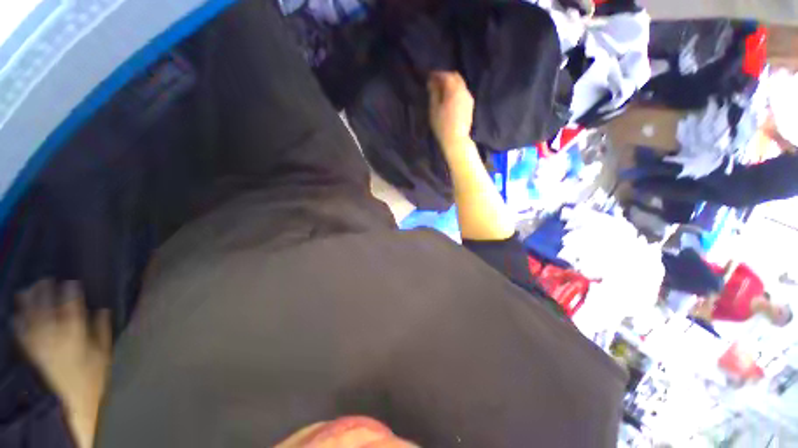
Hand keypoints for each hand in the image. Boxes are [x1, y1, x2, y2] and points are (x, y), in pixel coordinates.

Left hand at [14, 280, 110, 447]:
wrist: (69, 401)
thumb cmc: (92, 376)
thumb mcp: (104, 354)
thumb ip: (102, 331)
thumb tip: (102, 310)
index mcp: (75, 333)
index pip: (71, 306)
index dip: (70, 292)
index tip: (71, 281)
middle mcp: (54, 334)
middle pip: (46, 308)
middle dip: (44, 292)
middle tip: (45, 279)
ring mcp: (39, 343)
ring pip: (30, 317)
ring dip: (28, 302)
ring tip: (28, 289)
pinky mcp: (31, 352)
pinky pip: (21, 333)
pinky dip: (17, 322)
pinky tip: (16, 315)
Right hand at [427, 71, 474, 147]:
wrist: (456, 139)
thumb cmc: (442, 125)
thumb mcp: (434, 109)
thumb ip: (433, 93)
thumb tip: (432, 82)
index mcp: (454, 90)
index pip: (446, 76)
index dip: (437, 74)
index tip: (429, 76)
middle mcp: (463, 91)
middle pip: (455, 77)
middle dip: (445, 77)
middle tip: (435, 82)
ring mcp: (468, 98)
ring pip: (460, 84)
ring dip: (451, 84)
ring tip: (442, 91)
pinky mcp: (470, 105)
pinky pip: (463, 92)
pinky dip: (456, 91)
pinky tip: (450, 99)